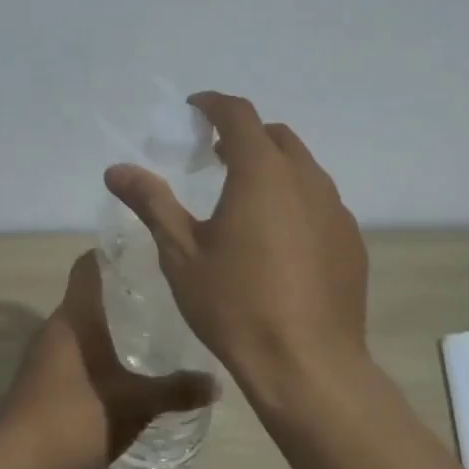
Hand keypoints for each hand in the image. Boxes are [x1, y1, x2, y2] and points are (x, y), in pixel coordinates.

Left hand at [0, 252, 215, 468]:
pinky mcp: (39, 380)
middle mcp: (55, 327)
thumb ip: (177, 391)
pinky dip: (94, 352)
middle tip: (157, 297)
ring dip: (105, 326)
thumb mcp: (137, 404)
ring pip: (79, 326)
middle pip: (86, 296)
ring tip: (144, 332)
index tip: (141, 254)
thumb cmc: (79, 415)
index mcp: (76, 317)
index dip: (110, 254)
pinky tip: (118, 371)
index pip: (87, 266)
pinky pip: (71, 352)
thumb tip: (216, 383)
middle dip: (118, 294)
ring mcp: (42, 354)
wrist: (20, 462)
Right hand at [104, 91, 369, 400]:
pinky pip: (320, 202)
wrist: (307, 363)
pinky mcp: (351, 240)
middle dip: (243, 135)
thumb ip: (152, 203)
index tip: (194, 110)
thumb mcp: (182, 254)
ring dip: (272, 167)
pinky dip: (295, 200)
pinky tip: (278, 240)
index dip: (213, 104)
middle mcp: (305, 179)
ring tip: (245, 198)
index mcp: (261, 172)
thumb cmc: (235, 305)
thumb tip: (117, 169)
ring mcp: (335, 209)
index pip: (238, 114)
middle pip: (275, 136)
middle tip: (214, 158)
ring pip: (302, 168)